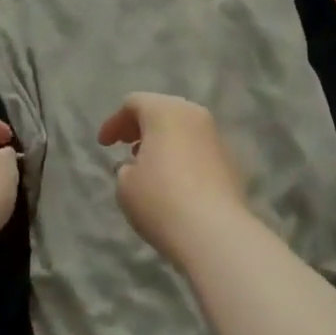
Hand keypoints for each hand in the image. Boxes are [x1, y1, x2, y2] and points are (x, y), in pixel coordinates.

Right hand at [97, 92, 249, 263]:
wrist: (214, 232)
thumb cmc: (160, 199)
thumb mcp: (126, 184)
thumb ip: (126, 167)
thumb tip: (138, 165)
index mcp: (165, 111)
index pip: (135, 103)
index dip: (114, 122)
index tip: (104, 146)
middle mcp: (195, 115)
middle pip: (163, 110)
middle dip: (141, 126)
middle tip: (126, 146)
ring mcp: (217, 137)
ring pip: (184, 129)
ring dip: (164, 141)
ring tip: (149, 165)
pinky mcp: (231, 161)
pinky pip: (199, 149)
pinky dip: (183, 156)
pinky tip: (175, 181)